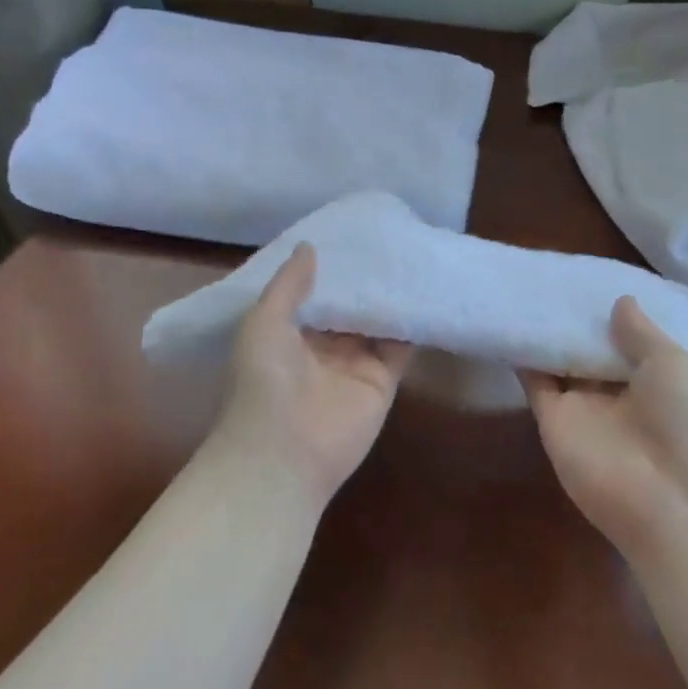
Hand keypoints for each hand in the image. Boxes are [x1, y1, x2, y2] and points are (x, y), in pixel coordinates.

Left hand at [214, 244, 413, 510]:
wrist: (283, 452)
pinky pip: (400, 346)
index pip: (314, 294)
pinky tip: (423, 291)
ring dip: (389, 297)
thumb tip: (309, 246)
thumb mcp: (264, 321)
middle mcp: (323, 347)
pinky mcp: (383, 381)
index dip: (329, 269)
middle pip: (348, 307)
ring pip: (376, 322)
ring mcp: (354, 364)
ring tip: (409, 255)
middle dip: (363, 280)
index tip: (348, 236)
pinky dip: (410, 323)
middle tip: (386, 237)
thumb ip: (288, 284)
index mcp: (289, 333)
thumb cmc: (263, 379)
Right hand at [522, 297, 687, 555]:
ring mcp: (582, 407)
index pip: (624, 339)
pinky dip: (522, 355)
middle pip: (588, 348)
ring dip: (544, 333)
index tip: (587, 277)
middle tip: (548, 272)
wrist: (673, 505)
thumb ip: (642, 333)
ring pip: (558, 361)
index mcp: (653, 378)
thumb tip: (621, 300)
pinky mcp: (552, 420)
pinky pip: (534, 381)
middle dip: (573, 318)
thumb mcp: (675, 365)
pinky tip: (511, 318)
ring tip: (524, 286)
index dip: (608, 313)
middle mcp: (616, 391)